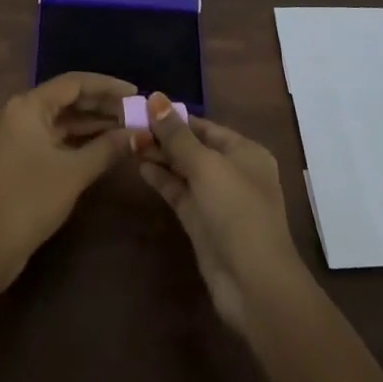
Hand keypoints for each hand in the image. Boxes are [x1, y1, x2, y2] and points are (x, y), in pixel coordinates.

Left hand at [0, 72, 135, 285]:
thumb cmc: (30, 200)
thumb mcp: (74, 172)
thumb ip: (108, 148)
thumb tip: (140, 134)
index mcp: (28, 105)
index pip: (74, 82)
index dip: (108, 86)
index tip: (136, 94)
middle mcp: (20, 111)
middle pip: (68, 98)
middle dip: (102, 105)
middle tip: (135, 113)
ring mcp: (17, 134)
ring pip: (62, 119)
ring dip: (93, 123)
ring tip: (127, 127)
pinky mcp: (19, 155)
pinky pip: (54, 136)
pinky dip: (78, 139)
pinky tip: (104, 145)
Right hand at [136, 94, 305, 335]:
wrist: (254, 284)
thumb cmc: (237, 212)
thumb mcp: (207, 166)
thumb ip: (177, 135)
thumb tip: (155, 97)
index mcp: (245, 152)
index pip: (205, 127)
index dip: (175, 117)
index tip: (143, 107)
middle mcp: (233, 172)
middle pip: (193, 147)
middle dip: (164, 137)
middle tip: (128, 126)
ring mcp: (217, 199)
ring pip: (184, 170)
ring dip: (159, 157)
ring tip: (128, 142)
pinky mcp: (202, 222)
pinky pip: (179, 192)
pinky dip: (161, 179)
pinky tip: (140, 166)